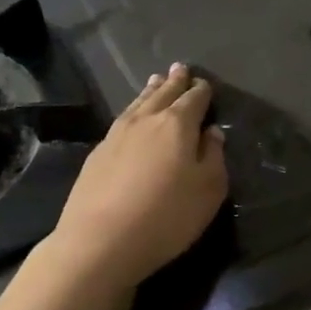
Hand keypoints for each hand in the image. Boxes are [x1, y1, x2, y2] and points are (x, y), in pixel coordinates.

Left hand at [48, 64, 227, 294]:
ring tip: (156, 80)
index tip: (205, 84)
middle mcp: (146, 120)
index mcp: (177, 125)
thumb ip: (213, 156)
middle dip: (175, 81)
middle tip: (181, 68)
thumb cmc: (167, 216)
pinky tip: (132, 115)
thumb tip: (210, 132)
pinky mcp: (97, 153)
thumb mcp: (208, 189)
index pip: (194, 99)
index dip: (202, 91)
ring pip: (139, 103)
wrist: (100, 241)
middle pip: (163, 94)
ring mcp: (117, 135)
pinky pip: (122, 119)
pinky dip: (133, 109)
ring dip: (151, 91)